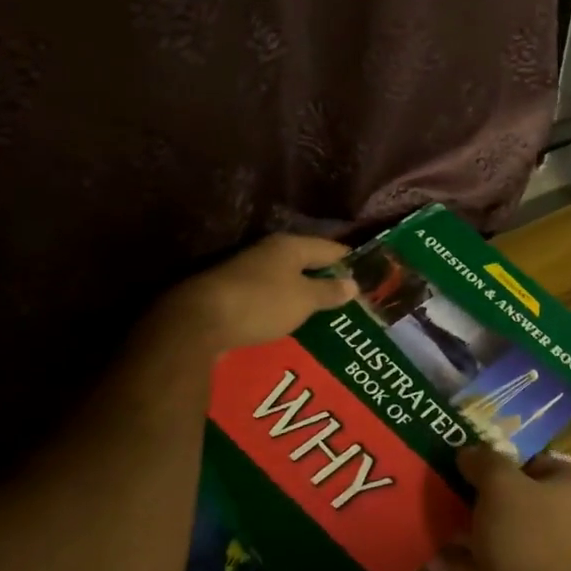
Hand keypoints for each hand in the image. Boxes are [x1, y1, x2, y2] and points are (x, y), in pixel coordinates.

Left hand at [144, 234, 357, 358]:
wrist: (199, 322)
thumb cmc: (261, 303)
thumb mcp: (303, 299)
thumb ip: (329, 291)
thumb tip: (353, 283)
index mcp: (290, 245)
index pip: (331, 248)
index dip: (351, 261)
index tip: (371, 276)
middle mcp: (269, 253)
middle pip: (308, 263)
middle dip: (329, 280)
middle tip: (353, 299)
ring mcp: (249, 273)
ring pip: (287, 282)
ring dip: (306, 295)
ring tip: (328, 315)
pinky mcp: (234, 295)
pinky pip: (270, 299)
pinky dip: (285, 309)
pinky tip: (295, 324)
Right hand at [430, 447, 570, 570]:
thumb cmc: (525, 537)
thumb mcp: (501, 483)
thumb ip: (484, 461)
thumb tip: (468, 452)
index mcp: (564, 489)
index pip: (543, 460)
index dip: (513, 453)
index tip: (478, 450)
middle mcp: (550, 519)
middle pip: (509, 494)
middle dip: (475, 486)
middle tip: (439, 472)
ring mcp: (526, 555)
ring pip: (488, 529)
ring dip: (458, 521)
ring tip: (422, 503)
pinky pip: (472, 565)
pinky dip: (450, 558)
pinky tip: (422, 546)